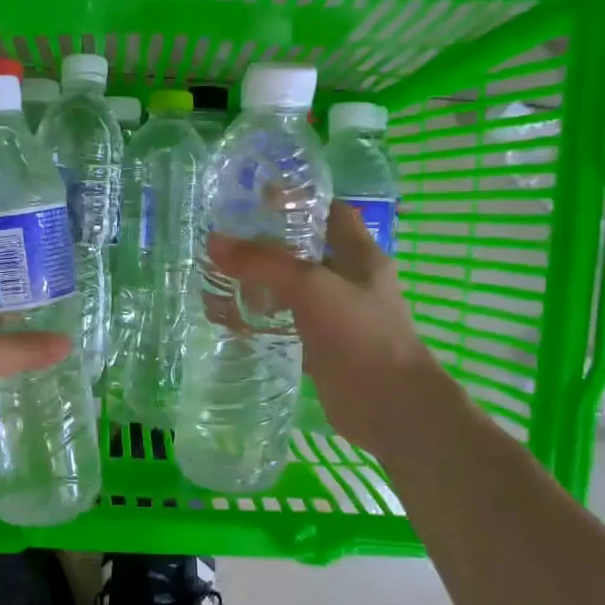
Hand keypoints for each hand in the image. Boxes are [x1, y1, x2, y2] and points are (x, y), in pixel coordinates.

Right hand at [208, 204, 462, 459]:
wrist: (390, 406)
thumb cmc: (360, 335)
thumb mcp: (311, 288)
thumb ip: (264, 263)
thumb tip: (215, 242)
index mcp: (360, 255)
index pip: (330, 212)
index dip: (298, 200)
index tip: (256, 197)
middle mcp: (350, 280)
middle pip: (306, 251)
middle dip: (268, 245)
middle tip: (225, 241)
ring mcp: (337, 316)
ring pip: (292, 290)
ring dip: (260, 284)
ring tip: (218, 279)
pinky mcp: (322, 347)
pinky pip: (287, 324)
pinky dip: (262, 321)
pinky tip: (232, 321)